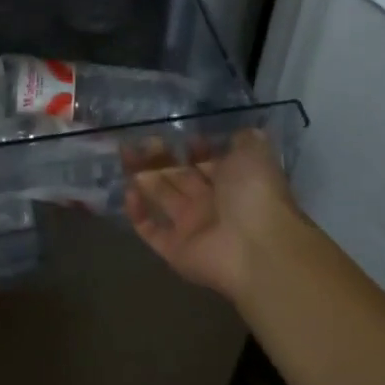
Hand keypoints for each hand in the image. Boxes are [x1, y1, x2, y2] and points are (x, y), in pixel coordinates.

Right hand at [124, 128, 305, 302]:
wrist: (257, 250)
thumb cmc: (255, 195)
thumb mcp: (255, 155)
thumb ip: (244, 141)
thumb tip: (238, 134)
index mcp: (232, 184)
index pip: (207, 163)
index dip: (194, 150)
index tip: (182, 136)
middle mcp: (211, 205)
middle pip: (179, 177)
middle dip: (161, 157)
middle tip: (145, 140)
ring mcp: (191, 228)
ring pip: (160, 197)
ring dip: (143, 175)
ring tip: (126, 152)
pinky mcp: (174, 250)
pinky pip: (150, 230)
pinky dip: (137, 212)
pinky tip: (129, 191)